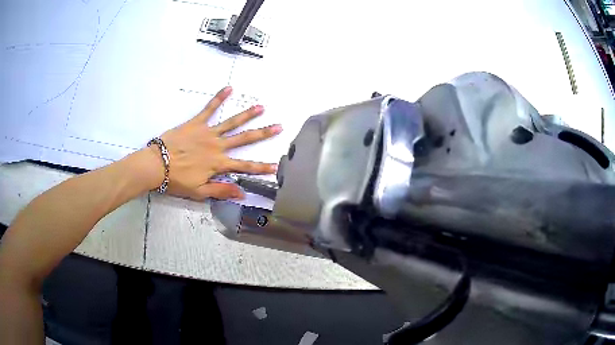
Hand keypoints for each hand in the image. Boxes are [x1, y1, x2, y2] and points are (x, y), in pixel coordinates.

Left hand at [149, 86, 281, 200]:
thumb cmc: (177, 180)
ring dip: (247, 114)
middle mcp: (217, 146)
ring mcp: (208, 132)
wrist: (157, 164)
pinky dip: (219, 98)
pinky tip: (229, 88)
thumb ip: (221, 190)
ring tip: (261, 107)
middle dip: (263, 134)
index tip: (276, 166)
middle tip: (279, 126)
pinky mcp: (197, 123)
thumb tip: (242, 193)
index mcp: (219, 164)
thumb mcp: (199, 191)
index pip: (245, 166)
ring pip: (231, 122)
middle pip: (244, 139)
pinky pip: (209, 108)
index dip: (261, 167)